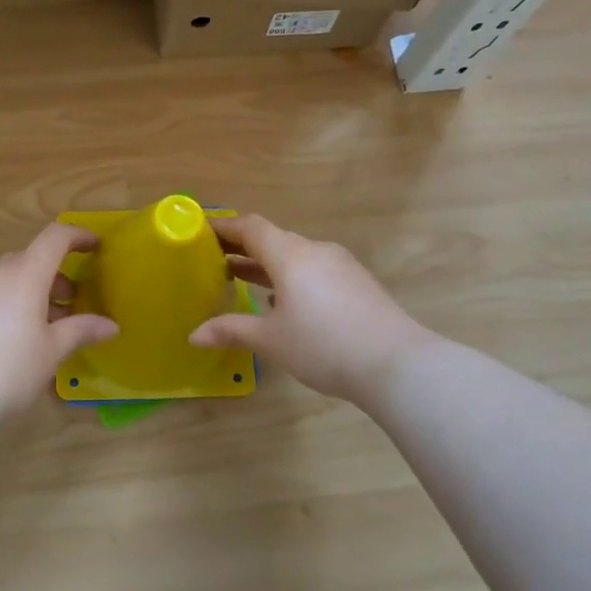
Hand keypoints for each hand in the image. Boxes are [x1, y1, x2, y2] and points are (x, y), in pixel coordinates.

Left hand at [0, 223, 118, 419]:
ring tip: (42, 326)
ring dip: (30, 291)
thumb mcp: (51, 351)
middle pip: (32, 260)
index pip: (56, 238)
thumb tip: (111, 325)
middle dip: (55, 277)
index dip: (78, 236)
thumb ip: (81, 330)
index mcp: (25, 273)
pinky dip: (7, 300)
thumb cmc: (9, 366)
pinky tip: (12, 333)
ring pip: (9, 276)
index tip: (94, 246)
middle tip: (70, 306)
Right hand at [189, 215, 436, 404]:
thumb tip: (194, 335)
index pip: (251, 227)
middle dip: (243, 247)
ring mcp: (341, 266)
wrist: (396, 363)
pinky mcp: (358, 284)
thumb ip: (231, 330)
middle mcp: (315, 251)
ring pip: (296, 256)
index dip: (225, 227)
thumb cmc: (323, 345)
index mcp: (290, 255)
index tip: (202, 232)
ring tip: (241, 278)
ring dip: (267, 265)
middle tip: (214, 259)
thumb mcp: (271, 340)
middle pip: (274, 239)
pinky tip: (284, 303)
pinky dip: (291, 278)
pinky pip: (315, 271)